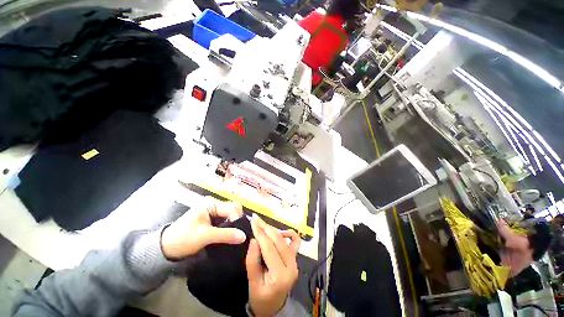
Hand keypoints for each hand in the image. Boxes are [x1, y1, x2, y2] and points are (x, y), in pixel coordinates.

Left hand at [161, 198, 246, 259]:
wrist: (166, 248)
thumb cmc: (183, 238)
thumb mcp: (205, 236)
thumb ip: (225, 235)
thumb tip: (244, 236)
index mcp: (211, 204)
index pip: (231, 208)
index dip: (237, 219)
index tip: (241, 232)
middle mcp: (214, 205)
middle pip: (233, 209)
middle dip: (238, 219)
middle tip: (239, 232)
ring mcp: (214, 212)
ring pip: (231, 215)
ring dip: (235, 224)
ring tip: (237, 234)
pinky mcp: (213, 220)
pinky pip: (227, 220)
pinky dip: (230, 227)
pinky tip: (232, 234)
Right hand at [246, 214, 299, 316]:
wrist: (273, 308)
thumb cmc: (261, 299)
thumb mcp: (252, 284)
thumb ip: (252, 261)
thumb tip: (254, 239)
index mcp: (280, 275)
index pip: (269, 248)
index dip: (260, 233)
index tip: (253, 221)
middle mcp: (291, 266)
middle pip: (278, 240)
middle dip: (266, 227)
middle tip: (256, 219)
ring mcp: (295, 261)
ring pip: (286, 238)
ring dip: (274, 230)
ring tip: (262, 226)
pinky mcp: (295, 258)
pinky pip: (295, 241)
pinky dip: (287, 234)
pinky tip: (278, 233)